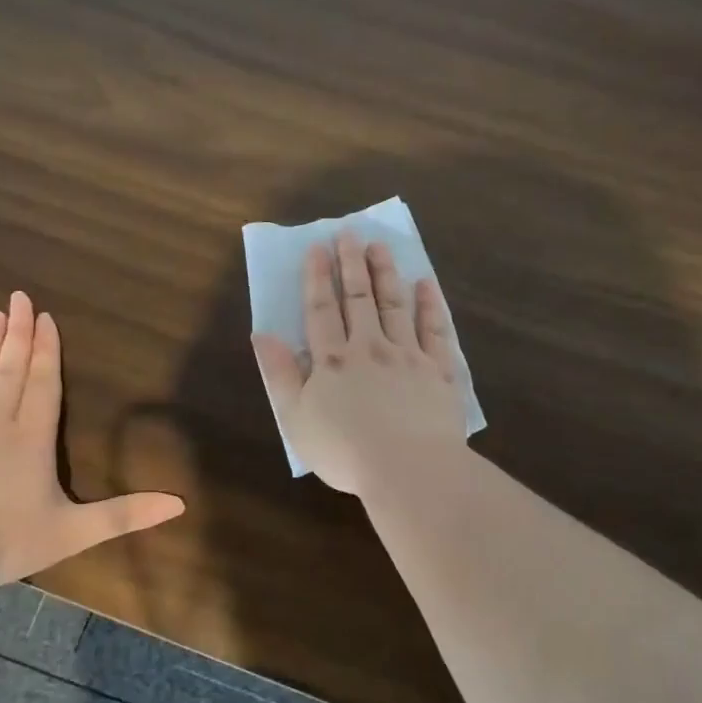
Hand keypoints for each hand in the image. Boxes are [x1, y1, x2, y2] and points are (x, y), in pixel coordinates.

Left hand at [0, 291, 184, 584]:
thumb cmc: (3, 541)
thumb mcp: (72, 533)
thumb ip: (124, 515)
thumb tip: (179, 504)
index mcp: (32, 439)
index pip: (43, 384)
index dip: (46, 350)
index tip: (45, 317)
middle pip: (9, 370)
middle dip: (17, 333)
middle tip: (18, 298)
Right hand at [252, 232, 466, 494]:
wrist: (408, 469)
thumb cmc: (345, 451)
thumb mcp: (296, 418)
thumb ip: (279, 374)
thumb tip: (261, 335)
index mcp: (333, 361)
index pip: (322, 310)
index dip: (317, 278)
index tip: (317, 248)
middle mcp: (370, 347)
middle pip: (359, 298)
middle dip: (352, 264)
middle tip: (349, 233)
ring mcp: (408, 356)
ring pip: (395, 305)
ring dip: (386, 273)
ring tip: (380, 246)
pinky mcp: (439, 370)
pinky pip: (435, 330)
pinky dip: (429, 305)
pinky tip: (425, 285)